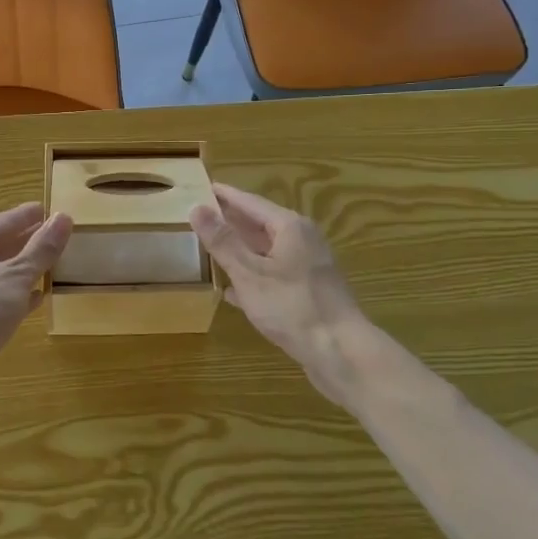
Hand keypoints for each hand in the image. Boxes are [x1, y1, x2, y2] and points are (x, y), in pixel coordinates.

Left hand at [0, 202, 71, 399]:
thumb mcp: (17, 274)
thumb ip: (42, 248)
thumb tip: (64, 217)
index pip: (3, 221)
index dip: (28, 216)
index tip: (50, 209)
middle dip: (27, 242)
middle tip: (57, 236)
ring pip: (0, 273)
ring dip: (24, 269)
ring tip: (53, 263)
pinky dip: (18, 294)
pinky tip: (38, 297)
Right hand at [190, 183, 366, 402]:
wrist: (340, 352)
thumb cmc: (292, 307)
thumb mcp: (249, 273)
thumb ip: (222, 241)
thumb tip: (197, 207)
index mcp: (289, 227)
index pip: (250, 202)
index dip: (224, 196)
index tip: (203, 187)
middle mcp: (302, 240)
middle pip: (260, 224)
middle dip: (232, 221)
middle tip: (202, 216)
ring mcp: (308, 267)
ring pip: (267, 251)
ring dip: (240, 250)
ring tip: (211, 249)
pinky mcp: (308, 292)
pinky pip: (274, 274)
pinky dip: (253, 276)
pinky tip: (232, 291)